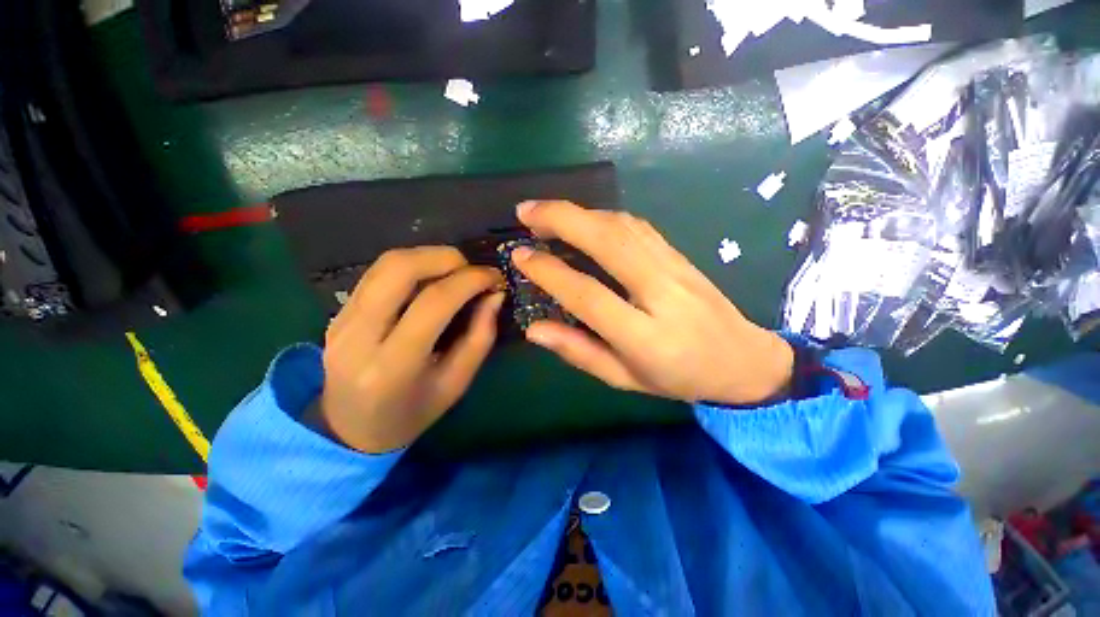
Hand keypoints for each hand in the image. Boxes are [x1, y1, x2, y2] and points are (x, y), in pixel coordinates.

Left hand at [317, 247, 503, 452]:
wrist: (350, 428)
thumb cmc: (413, 412)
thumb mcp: (457, 383)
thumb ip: (480, 337)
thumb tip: (494, 294)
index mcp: (393, 366)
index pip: (434, 302)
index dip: (470, 281)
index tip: (495, 277)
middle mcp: (359, 336)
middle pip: (399, 269)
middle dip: (445, 257)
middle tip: (472, 269)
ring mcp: (341, 319)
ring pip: (386, 263)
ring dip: (428, 256)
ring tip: (455, 271)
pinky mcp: (339, 311)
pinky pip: (377, 272)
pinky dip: (411, 265)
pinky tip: (430, 278)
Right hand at [512, 201, 792, 405]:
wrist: (743, 360)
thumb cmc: (679, 377)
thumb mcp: (624, 378)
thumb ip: (579, 352)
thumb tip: (534, 329)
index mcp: (644, 335)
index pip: (588, 294)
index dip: (550, 272)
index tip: (520, 256)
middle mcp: (660, 292)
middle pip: (608, 241)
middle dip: (561, 219)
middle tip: (525, 212)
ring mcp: (674, 267)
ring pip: (622, 227)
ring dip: (580, 212)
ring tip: (546, 213)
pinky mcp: (679, 254)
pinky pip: (637, 227)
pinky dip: (603, 217)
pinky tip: (584, 219)